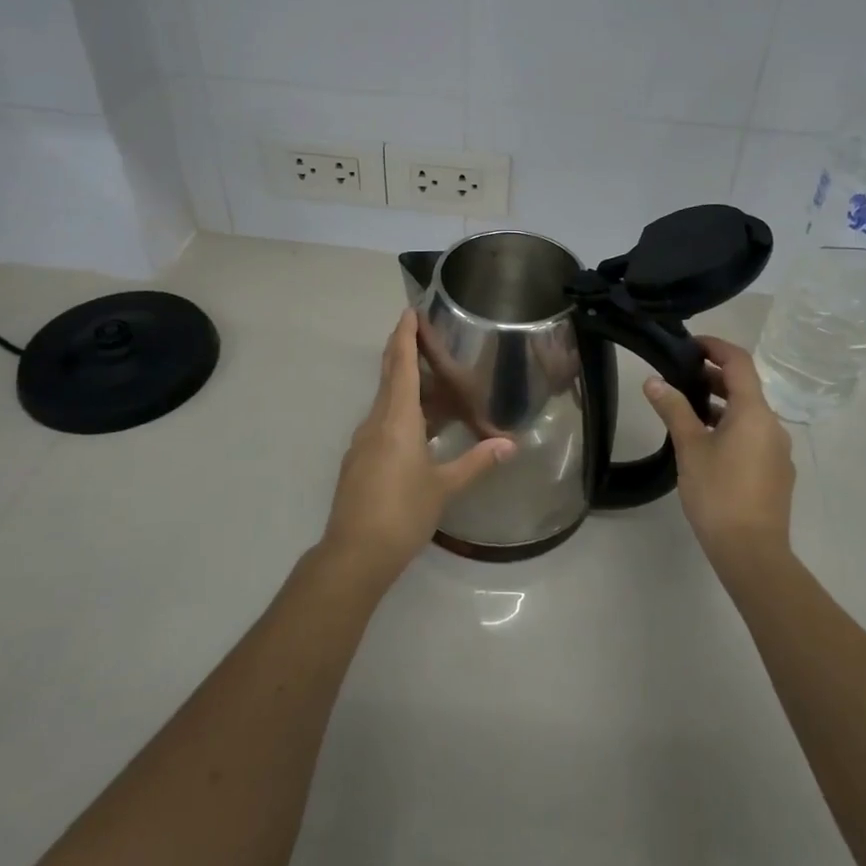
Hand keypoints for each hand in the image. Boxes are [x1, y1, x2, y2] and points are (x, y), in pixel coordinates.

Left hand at [322, 310, 515, 583]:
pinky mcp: (359, 460)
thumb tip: (510, 443)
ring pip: (387, 402)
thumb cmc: (402, 512)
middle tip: (425, 335)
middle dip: (405, 352)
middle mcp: (376, 421)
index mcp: (397, 418)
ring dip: (407, 387)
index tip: (409, 312)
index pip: (401, 365)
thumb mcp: (445, 486)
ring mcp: (363, 441)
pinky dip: (402, 413)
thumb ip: (477, 461)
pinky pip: (383, 423)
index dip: (404, 336)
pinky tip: (421, 429)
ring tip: (437, 385)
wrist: (354, 553)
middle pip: (391, 377)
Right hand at [643, 337, 794, 567]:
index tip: (690, 344)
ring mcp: (778, 450)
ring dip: (721, 404)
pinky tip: (707, 445)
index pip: (739, 362)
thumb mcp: (690, 447)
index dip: (716, 346)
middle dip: (714, 376)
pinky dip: (731, 427)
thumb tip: (654, 381)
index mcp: (754, 412)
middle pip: (745, 387)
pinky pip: (754, 436)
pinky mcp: (777, 473)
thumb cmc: (718, 493)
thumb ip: (674, 409)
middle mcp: (773, 425)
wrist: (752, 552)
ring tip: (688, 410)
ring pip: (749, 414)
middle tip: (680, 376)